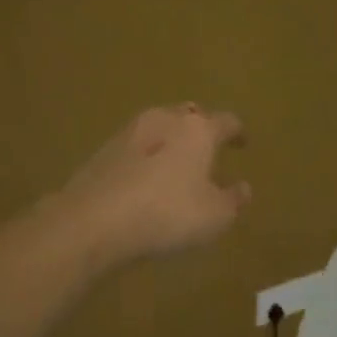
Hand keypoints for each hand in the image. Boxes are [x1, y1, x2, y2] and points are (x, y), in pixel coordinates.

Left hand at [54, 104, 250, 268]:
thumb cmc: (168, 213)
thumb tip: (243, 187)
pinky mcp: (103, 151)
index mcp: (198, 129)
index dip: (237, 131)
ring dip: (171, 141)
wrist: (94, 221)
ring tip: (177, 164)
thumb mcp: (215, 216)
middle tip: (209, 148)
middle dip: (201, 129)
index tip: (243, 142)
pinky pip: (136, 147)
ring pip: (159, 127)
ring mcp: (129, 132)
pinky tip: (147, 178)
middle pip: (190, 115)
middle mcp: (165, 120)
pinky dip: (147, 157)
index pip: (226, 121)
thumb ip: (233, 200)